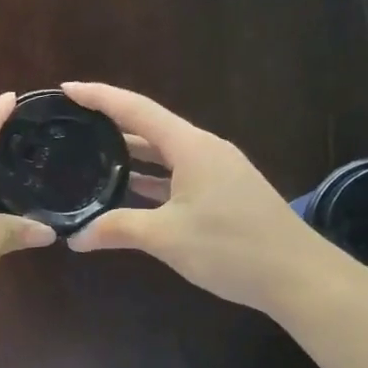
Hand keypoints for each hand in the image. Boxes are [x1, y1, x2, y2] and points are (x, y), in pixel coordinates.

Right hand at [62, 82, 328, 313]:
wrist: (300, 277)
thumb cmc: (232, 248)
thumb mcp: (167, 238)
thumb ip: (117, 230)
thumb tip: (74, 238)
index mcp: (190, 146)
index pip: (136, 110)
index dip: (99, 97)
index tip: (67, 89)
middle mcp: (204, 149)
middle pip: (150, 127)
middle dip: (111, 123)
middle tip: (72, 123)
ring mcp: (218, 170)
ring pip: (165, 153)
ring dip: (131, 154)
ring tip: (90, 154)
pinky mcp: (225, 192)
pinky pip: (178, 174)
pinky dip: (151, 178)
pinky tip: (129, 191)